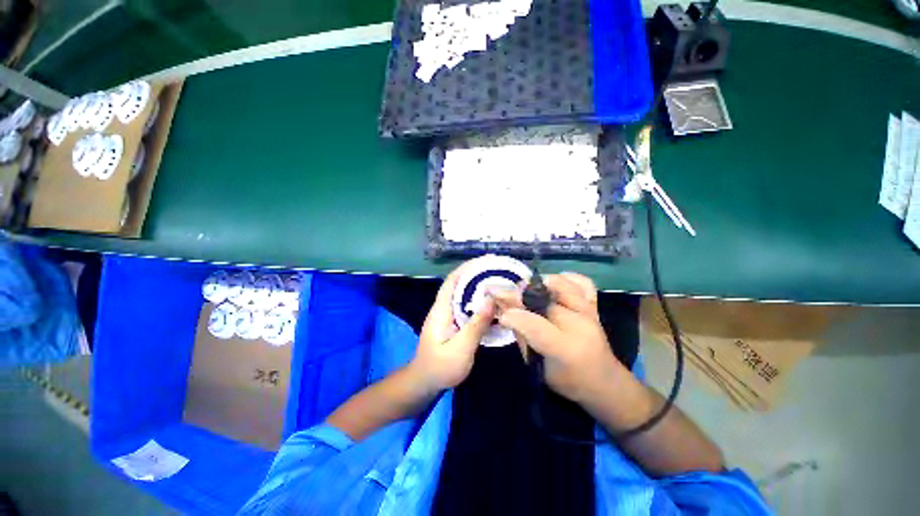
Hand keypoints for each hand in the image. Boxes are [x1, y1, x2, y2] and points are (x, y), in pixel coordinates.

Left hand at [408, 262, 495, 392]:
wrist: (424, 383)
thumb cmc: (440, 368)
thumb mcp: (460, 349)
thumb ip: (476, 325)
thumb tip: (491, 299)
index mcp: (441, 309)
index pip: (452, 280)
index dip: (467, 267)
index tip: (486, 261)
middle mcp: (443, 307)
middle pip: (459, 284)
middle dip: (477, 274)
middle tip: (499, 270)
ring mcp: (448, 315)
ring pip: (464, 295)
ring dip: (479, 287)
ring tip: (500, 283)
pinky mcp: (453, 323)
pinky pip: (467, 306)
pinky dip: (479, 301)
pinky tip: (493, 304)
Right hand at [491, 273, 627, 402]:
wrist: (605, 382)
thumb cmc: (568, 381)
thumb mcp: (539, 368)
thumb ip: (522, 337)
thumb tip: (503, 312)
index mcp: (565, 349)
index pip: (533, 324)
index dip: (512, 315)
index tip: (498, 311)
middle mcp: (579, 325)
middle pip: (543, 298)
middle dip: (518, 294)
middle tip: (503, 294)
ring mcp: (589, 312)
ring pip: (561, 283)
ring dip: (538, 283)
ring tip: (526, 290)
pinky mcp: (594, 306)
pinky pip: (582, 282)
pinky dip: (565, 278)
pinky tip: (552, 284)